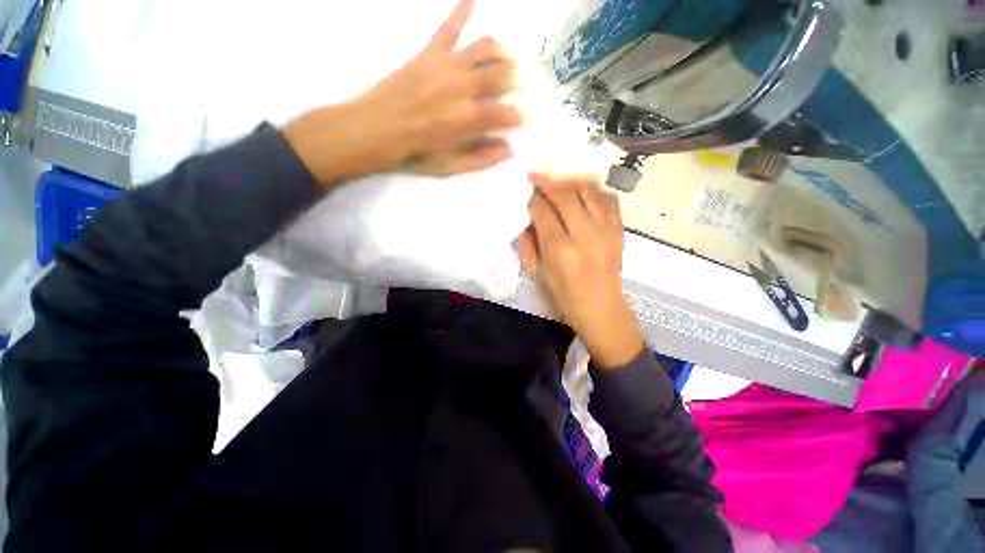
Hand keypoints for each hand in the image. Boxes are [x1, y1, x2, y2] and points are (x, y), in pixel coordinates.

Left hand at [284, 0, 521, 184]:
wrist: (377, 129)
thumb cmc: (416, 153)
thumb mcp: (451, 166)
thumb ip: (482, 158)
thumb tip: (509, 150)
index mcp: (471, 118)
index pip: (508, 113)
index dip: (522, 115)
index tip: (528, 116)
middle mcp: (465, 87)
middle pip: (502, 76)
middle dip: (519, 79)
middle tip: (527, 81)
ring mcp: (447, 65)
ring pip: (484, 49)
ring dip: (503, 49)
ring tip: (513, 52)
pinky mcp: (430, 53)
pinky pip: (448, 27)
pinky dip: (461, 11)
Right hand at [517, 173, 644, 368]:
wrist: (602, 309)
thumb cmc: (565, 296)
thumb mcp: (540, 272)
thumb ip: (531, 242)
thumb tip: (528, 217)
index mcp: (560, 250)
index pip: (543, 211)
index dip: (533, 198)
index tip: (528, 192)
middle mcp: (584, 235)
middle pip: (565, 195)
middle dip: (548, 182)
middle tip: (537, 176)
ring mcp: (606, 230)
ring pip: (588, 191)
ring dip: (570, 182)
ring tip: (558, 182)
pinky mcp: (619, 230)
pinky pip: (608, 198)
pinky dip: (594, 191)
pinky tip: (583, 194)